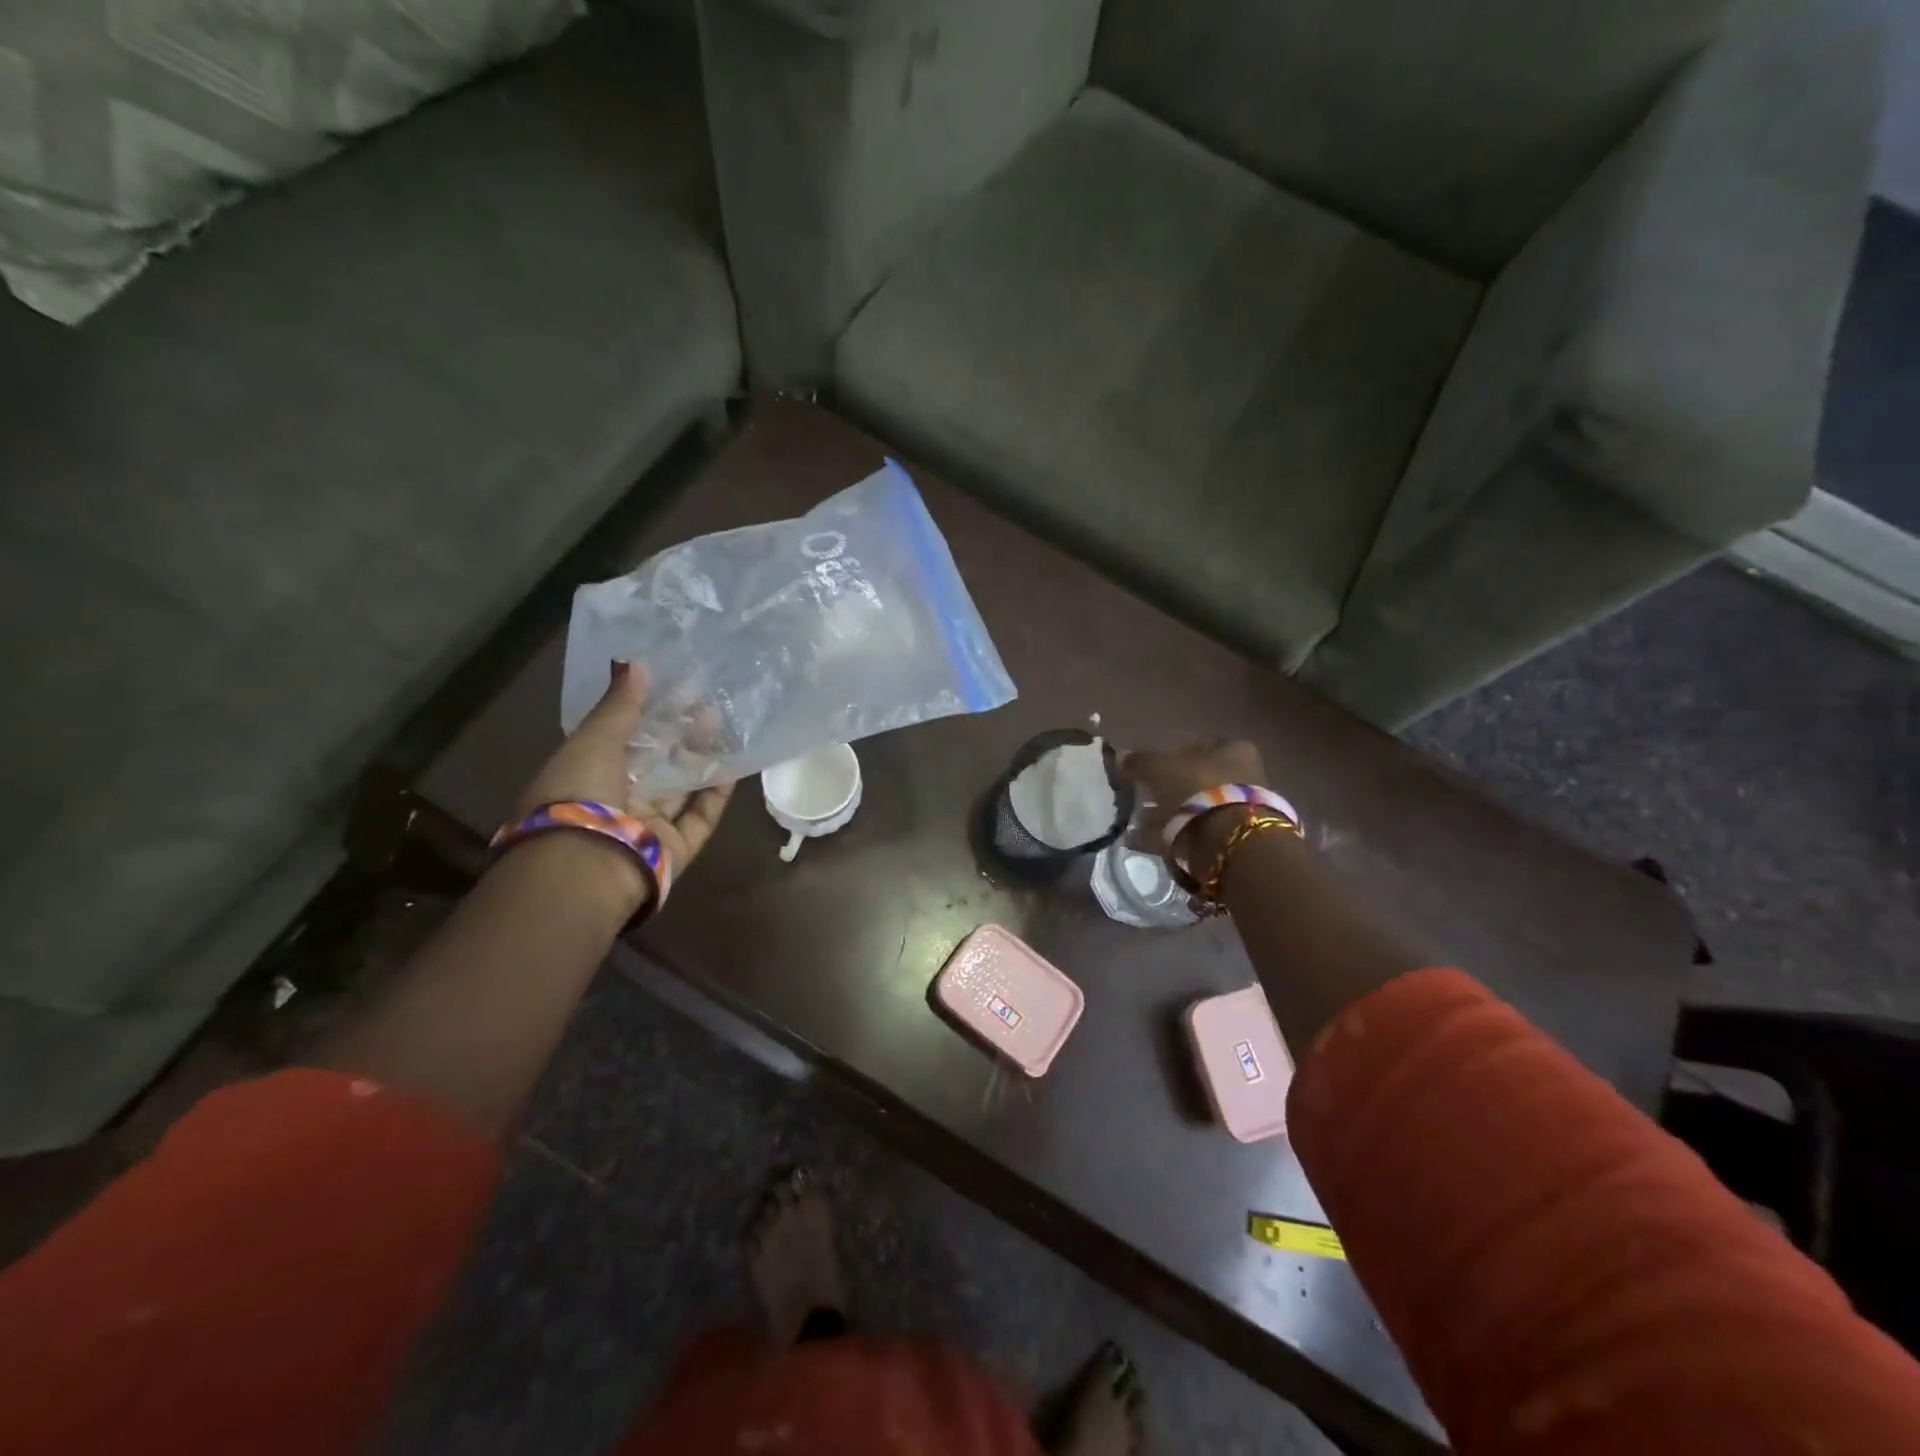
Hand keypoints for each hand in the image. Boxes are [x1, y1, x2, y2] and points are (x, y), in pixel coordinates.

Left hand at [515, 661, 735, 886]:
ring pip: (682, 786)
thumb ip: (619, 705)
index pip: (623, 738)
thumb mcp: (593, 740)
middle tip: (708, 703)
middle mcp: (618, 800)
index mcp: (587, 775)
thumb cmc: (580, 795)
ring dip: (701, 756)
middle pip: (657, 761)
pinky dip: (717, 792)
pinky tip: (733, 764)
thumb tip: (636, 662)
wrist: (589, 866)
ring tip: (724, 723)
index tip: (678, 687)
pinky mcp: (678, 846)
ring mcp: (649, 825)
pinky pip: (702, 815)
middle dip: (681, 732)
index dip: (649, 711)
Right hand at [1120, 739, 1267, 859]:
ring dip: (1167, 813)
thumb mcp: (1159, 768)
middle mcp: (1242, 773)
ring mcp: (1238, 807)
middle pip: (1195, 778)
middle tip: (1140, 797)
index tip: (1144, 770)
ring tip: (1137, 822)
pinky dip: (1169, 833)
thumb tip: (1122, 755)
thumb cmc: (1197, 788)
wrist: (1228, 839)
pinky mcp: (1231, 835)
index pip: (1194, 745)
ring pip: (1194, 806)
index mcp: (1232, 748)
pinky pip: (1193, 830)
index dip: (1166, 756)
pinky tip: (1145, 838)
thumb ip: (1140, 761)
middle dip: (1166, 788)